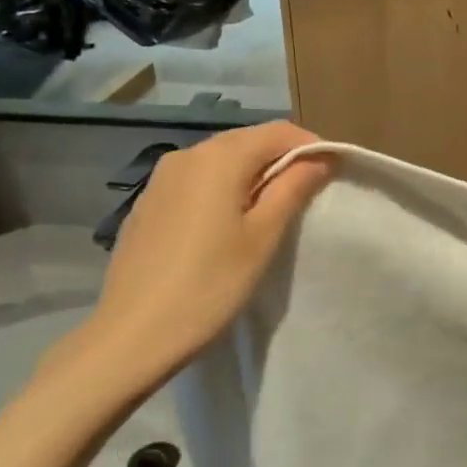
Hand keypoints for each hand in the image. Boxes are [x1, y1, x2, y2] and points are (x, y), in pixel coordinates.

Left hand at [65, 122, 333, 396]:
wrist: (134, 334)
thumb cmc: (210, 284)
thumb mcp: (263, 236)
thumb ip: (293, 188)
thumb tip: (320, 157)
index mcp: (218, 158)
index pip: (277, 132)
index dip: (310, 146)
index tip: (332, 173)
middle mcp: (186, 155)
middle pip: (247, 142)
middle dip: (282, 160)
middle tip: (308, 194)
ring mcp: (160, 179)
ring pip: (220, 161)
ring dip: (252, 175)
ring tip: (272, 211)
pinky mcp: (148, 204)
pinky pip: (197, 181)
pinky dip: (223, 190)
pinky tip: (228, 225)